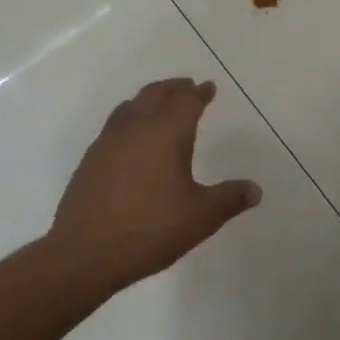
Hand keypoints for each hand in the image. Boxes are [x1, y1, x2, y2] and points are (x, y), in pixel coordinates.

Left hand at [50, 78, 261, 293]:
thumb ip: (229, 199)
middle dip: (174, 88)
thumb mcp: (201, 217)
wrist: (85, 252)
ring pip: (131, 106)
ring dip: (149, 98)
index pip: (186, 101)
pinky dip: (130, 118)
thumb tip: (255, 190)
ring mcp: (108, 142)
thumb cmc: (151, 229)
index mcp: (166, 133)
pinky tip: (132, 138)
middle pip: (156, 94)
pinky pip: (115, 124)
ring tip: (159, 104)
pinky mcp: (91, 159)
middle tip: (187, 87)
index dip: (199, 93)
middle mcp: (136, 128)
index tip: (208, 87)